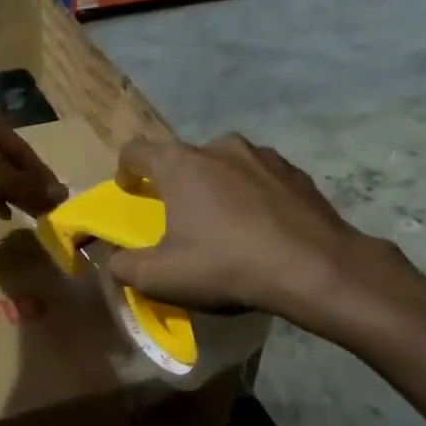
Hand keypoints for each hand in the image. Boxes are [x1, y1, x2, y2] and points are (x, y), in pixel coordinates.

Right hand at [105, 134, 408, 322]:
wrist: (314, 268)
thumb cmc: (226, 265)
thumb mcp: (161, 277)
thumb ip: (124, 266)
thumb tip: (111, 260)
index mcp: (180, 164)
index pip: (136, 150)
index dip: (126, 169)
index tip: (129, 190)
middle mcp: (219, 147)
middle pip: (184, 158)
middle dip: (176, 182)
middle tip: (180, 216)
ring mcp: (261, 155)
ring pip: (225, 164)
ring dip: (217, 186)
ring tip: (225, 221)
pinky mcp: (295, 171)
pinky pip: (260, 177)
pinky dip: (252, 194)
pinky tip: (261, 225)